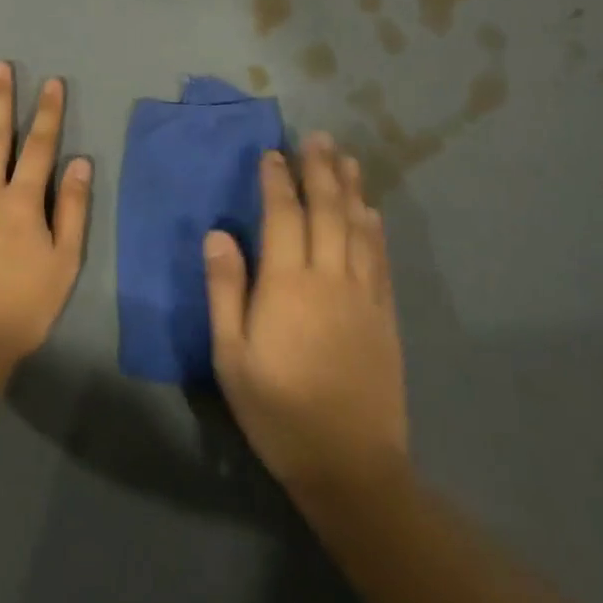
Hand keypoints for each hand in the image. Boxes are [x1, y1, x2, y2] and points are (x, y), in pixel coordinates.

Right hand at [204, 132, 408, 497]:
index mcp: (287, 284)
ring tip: (346, 158)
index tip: (273, 153)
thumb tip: (218, 234)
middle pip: (327, 210)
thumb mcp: (231, 356)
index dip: (277, 180)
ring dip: (351, 188)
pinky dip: (374, 228)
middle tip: (318, 137)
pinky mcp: (384, 315)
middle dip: (320, 170)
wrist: (350, 465)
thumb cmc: (278, 411)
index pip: (283, 215)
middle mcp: (329, 277)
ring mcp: (363, 294)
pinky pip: (380, 258)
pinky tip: (371, 212)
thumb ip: (225, 290)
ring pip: (358, 227)